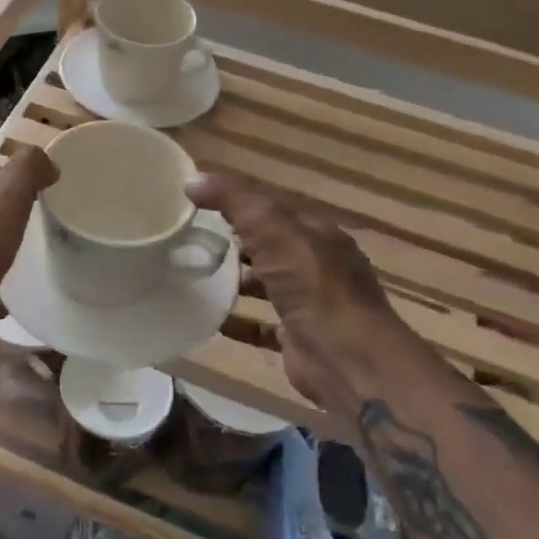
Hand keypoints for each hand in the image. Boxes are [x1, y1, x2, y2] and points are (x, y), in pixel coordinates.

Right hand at [188, 172, 409, 411]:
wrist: (348, 360)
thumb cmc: (314, 285)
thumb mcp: (273, 229)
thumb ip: (235, 201)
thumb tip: (192, 178)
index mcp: (317, 233)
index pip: (274, 207)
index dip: (238, 200)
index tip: (197, 199)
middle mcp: (317, 265)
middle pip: (270, 245)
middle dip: (235, 240)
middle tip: (190, 238)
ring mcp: (309, 304)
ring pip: (266, 284)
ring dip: (235, 280)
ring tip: (194, 275)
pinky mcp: (297, 338)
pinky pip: (261, 325)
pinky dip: (237, 321)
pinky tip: (210, 319)